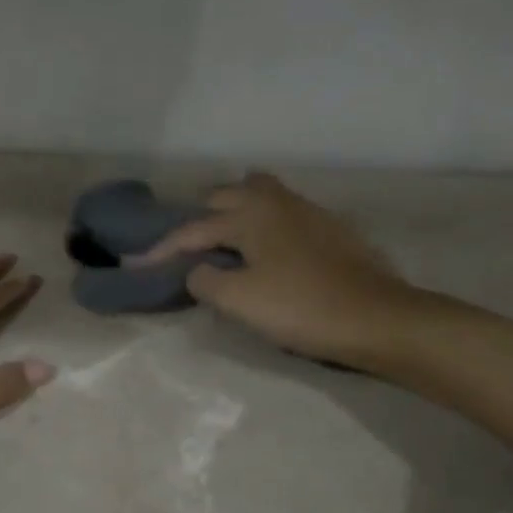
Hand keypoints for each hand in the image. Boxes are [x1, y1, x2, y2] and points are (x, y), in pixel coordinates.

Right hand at [136, 172, 415, 366]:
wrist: (376, 318)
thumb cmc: (301, 307)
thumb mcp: (240, 301)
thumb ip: (206, 281)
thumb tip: (198, 271)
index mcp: (250, 214)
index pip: (193, 229)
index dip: (162, 249)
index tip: (136, 265)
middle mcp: (276, 201)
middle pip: (227, 195)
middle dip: (200, 218)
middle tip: (186, 249)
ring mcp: (307, 210)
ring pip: (259, 194)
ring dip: (235, 212)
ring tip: (225, 242)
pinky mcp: (329, 227)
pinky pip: (282, 211)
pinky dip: (263, 222)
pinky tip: (266, 249)